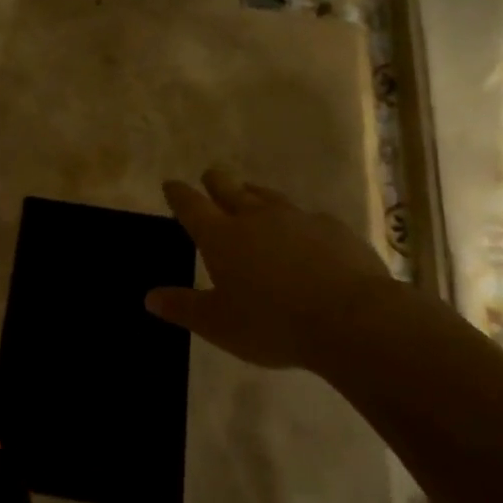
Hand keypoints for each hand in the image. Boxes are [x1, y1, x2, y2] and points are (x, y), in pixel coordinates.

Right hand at [146, 170, 403, 370]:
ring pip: (268, 196)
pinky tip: (303, 233)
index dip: (179, 194)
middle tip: (210, 177)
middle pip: (229, 188)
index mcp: (222, 236)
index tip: (171, 184)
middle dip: (215, 181)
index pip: (192, 206)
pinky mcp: (332, 228)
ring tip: (250, 195)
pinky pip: (307, 217)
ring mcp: (297, 218)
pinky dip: (296, 221)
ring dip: (254, 194)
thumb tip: (150, 297)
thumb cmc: (274, 324)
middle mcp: (255, 217)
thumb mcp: (219, 325)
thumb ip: (184, 308)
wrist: (352, 318)